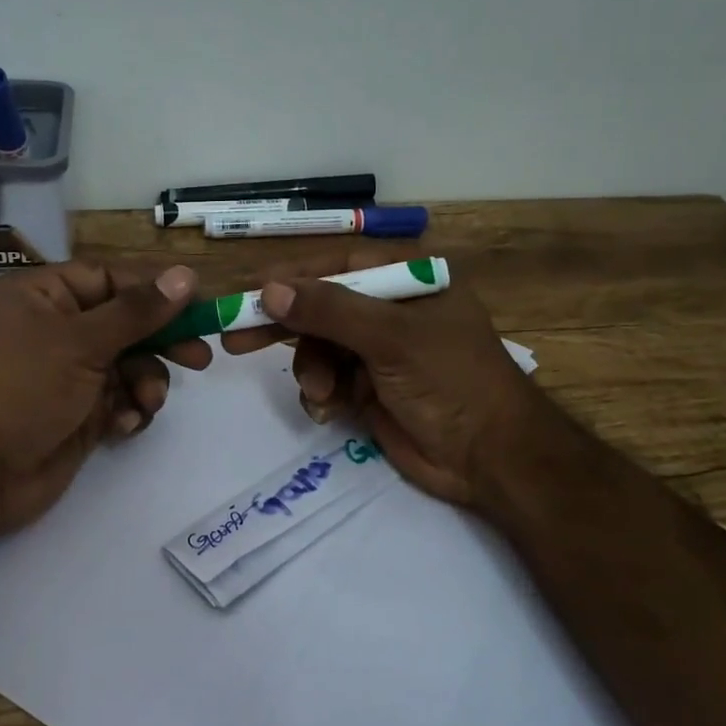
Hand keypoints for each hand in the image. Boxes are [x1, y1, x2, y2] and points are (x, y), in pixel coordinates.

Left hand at [0, 260, 209, 541]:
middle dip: (162, 341)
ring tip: (146, 401)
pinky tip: (124, 424)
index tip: (201, 304)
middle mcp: (57, 330)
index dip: (156, 290)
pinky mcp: (78, 415)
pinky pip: (120, 401)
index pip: (111, 279)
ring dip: (146, 381)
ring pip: (129, 365)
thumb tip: (186, 275)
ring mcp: (68, 375)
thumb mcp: (80, 342)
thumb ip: (137, 312)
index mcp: (45, 296)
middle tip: (200, 357)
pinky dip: (129, 410)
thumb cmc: (19, 389)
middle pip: (126, 323)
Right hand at [221, 251, 565, 514]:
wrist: (490, 457)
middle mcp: (390, 309)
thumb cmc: (451, 381)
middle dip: (286, 327)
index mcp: (407, 280)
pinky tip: (329, 410)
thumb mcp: (391, 338)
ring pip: (319, 348)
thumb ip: (329, 311)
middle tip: (235, 340)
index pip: (336, 267)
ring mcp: (379, 351)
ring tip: (321, 393)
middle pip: (321, 308)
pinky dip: (322, 394)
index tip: (249, 295)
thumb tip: (270, 289)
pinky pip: (328, 380)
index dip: (291, 280)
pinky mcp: (369, 388)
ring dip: (311, 370)